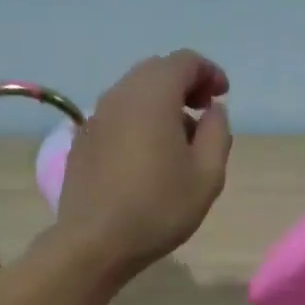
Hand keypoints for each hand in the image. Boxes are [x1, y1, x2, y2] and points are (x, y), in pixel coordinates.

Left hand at [54, 50, 231, 278]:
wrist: (94, 242)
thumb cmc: (158, 208)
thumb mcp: (207, 175)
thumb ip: (217, 133)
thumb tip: (213, 111)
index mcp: (152, 96)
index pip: (184, 61)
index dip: (208, 72)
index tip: (222, 96)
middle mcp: (120, 96)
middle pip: (155, 71)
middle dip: (184, 83)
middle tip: (203, 111)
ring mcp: (95, 117)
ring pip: (133, 92)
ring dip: (160, 103)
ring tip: (178, 138)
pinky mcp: (82, 141)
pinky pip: (116, 115)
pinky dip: (137, 120)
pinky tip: (146, 155)